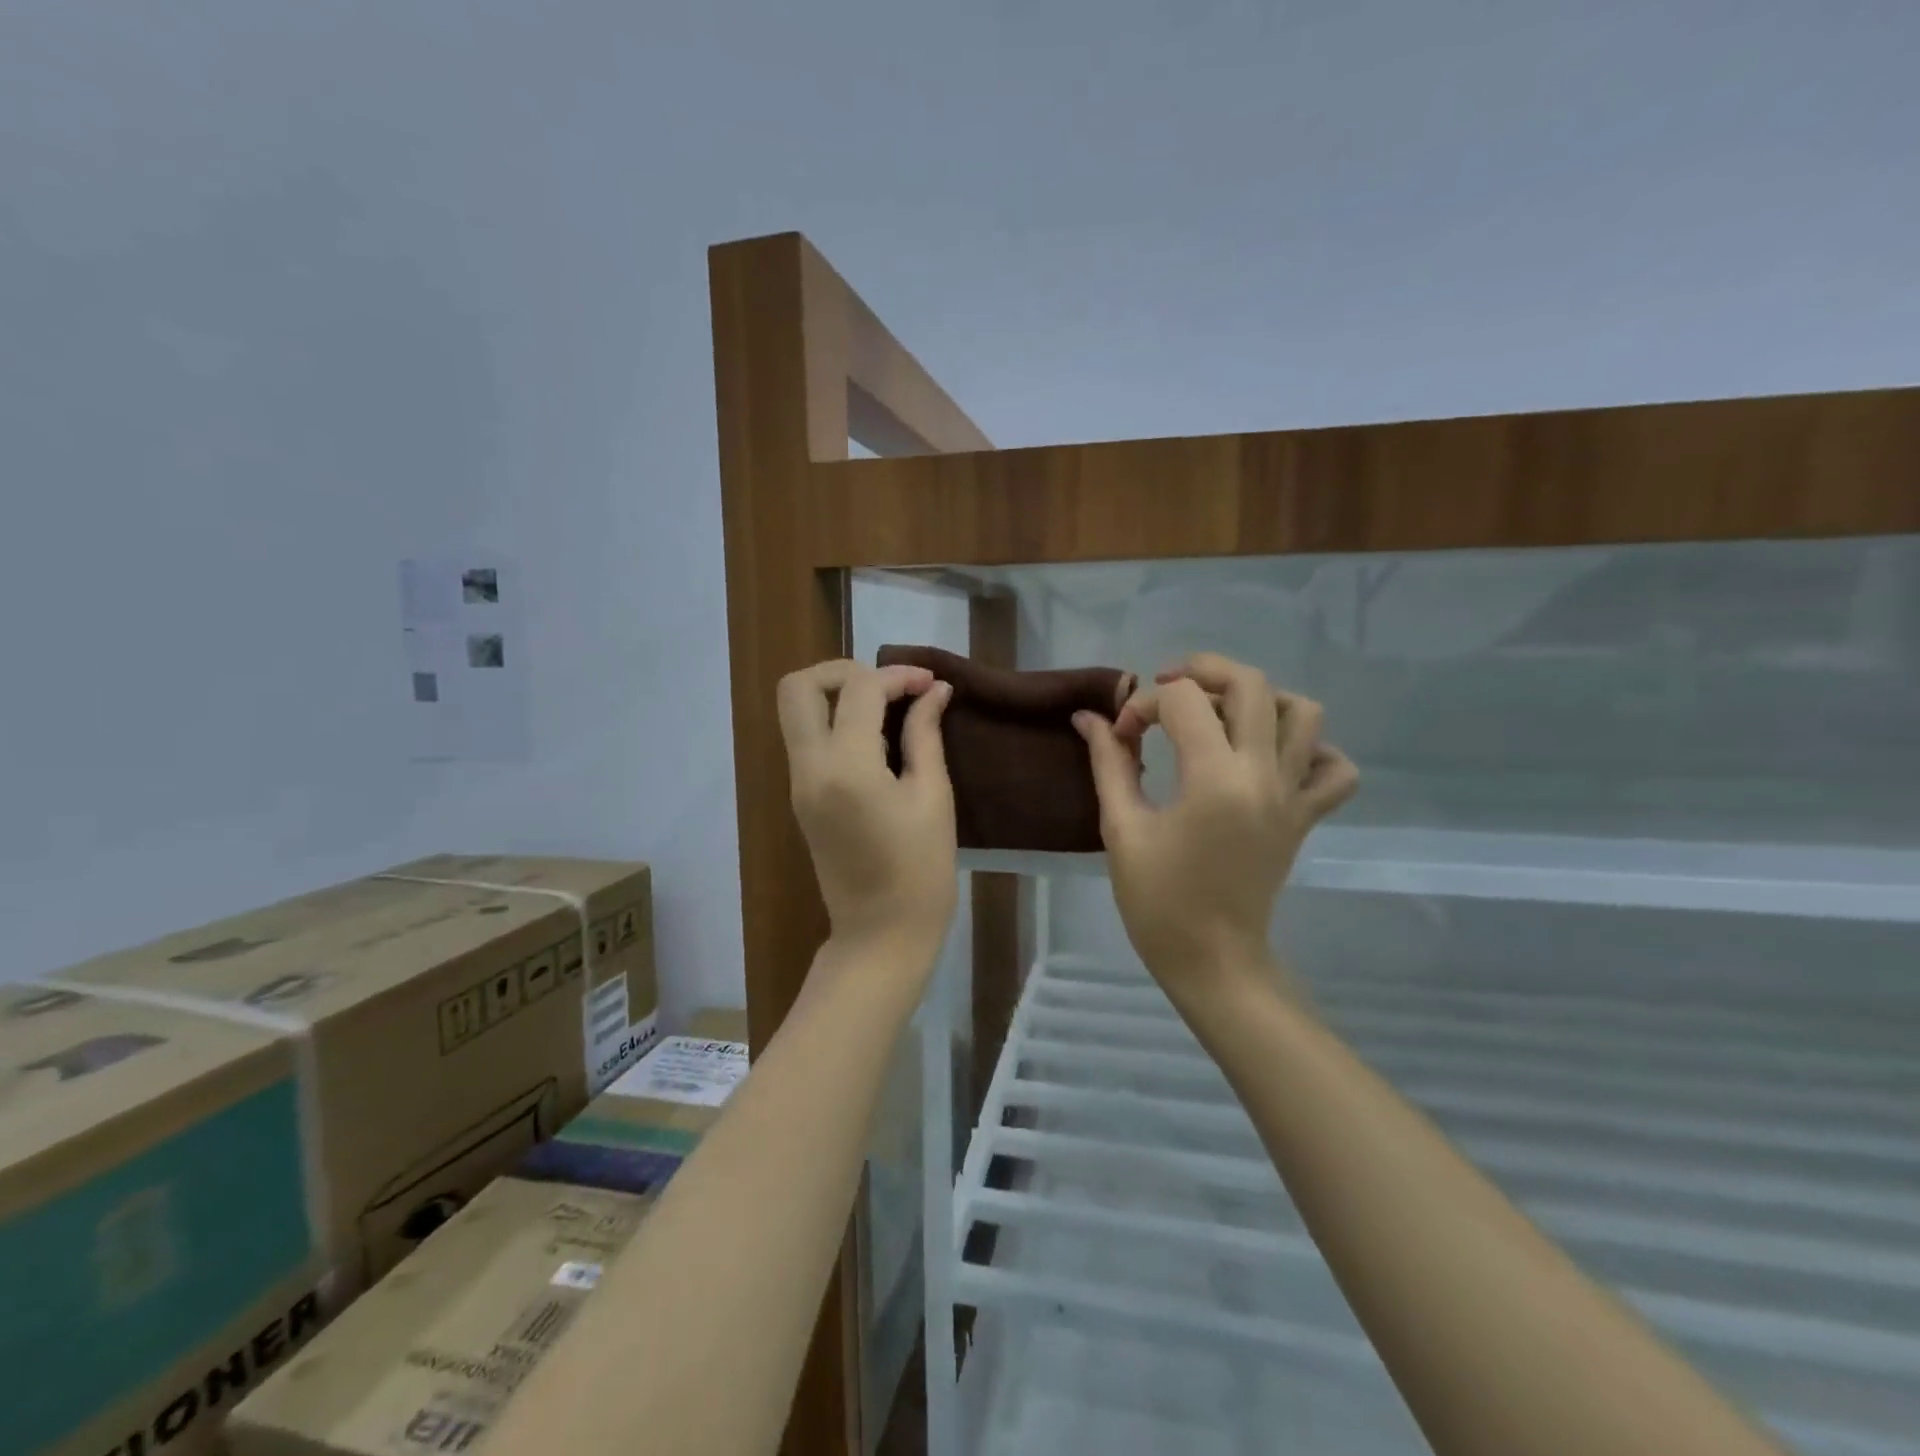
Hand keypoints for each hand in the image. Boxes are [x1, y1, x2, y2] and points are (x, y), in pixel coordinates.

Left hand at [777, 659, 957, 954]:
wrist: (881, 934)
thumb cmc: (920, 871)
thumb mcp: (933, 797)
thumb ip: (926, 735)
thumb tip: (935, 692)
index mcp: (846, 767)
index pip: (860, 690)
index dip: (899, 675)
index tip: (932, 685)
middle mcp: (809, 768)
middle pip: (798, 687)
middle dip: (844, 671)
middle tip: (889, 687)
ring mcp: (798, 783)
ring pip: (797, 711)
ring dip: (838, 695)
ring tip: (889, 710)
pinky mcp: (801, 797)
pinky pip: (808, 739)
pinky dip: (837, 722)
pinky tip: (878, 738)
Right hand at [1073, 652, 1358, 992]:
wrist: (1212, 959)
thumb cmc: (1158, 901)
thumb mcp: (1122, 828)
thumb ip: (1109, 763)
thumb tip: (1089, 718)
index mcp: (1213, 780)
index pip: (1182, 702)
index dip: (1142, 705)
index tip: (1121, 736)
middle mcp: (1263, 776)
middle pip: (1251, 685)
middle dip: (1202, 671)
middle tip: (1168, 690)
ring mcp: (1293, 795)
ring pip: (1304, 713)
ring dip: (1260, 700)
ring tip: (1221, 717)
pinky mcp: (1306, 816)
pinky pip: (1333, 768)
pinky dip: (1310, 749)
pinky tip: (1271, 758)